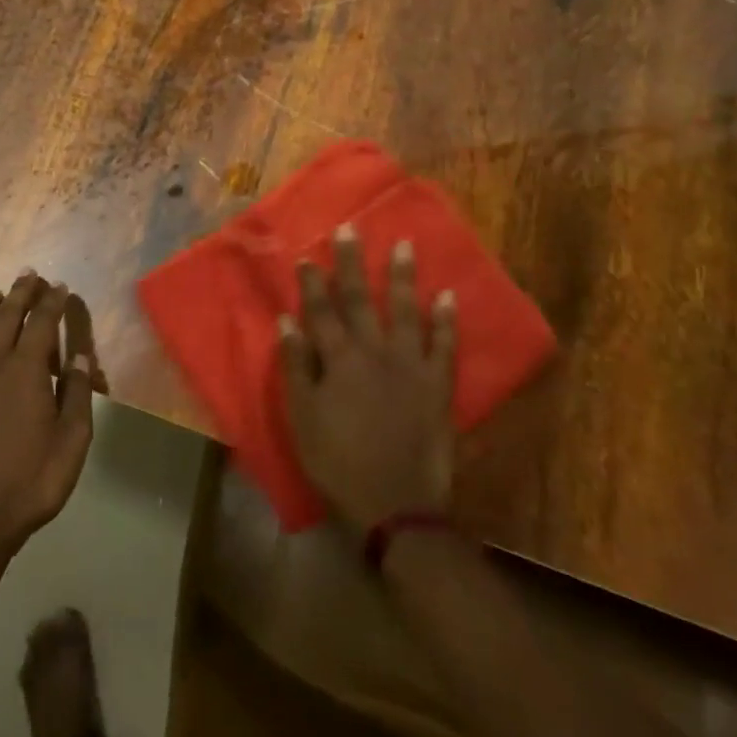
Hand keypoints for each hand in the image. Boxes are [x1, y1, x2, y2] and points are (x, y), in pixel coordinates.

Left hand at [0, 273, 94, 557]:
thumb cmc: (31, 479)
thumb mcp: (72, 439)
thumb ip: (78, 394)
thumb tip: (81, 357)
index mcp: (26, 368)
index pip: (42, 321)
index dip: (52, 301)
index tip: (60, 286)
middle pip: (6, 315)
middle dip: (20, 293)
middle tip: (28, 275)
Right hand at [278, 228, 456, 536]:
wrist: (397, 507)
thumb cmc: (339, 463)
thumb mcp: (303, 419)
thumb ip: (296, 368)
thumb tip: (287, 322)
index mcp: (339, 361)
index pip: (321, 311)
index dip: (313, 283)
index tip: (309, 255)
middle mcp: (375, 353)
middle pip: (360, 300)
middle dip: (353, 264)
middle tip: (350, 229)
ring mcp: (411, 367)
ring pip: (406, 312)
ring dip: (403, 277)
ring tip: (404, 245)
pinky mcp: (438, 386)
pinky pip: (445, 346)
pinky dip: (447, 320)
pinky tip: (448, 295)